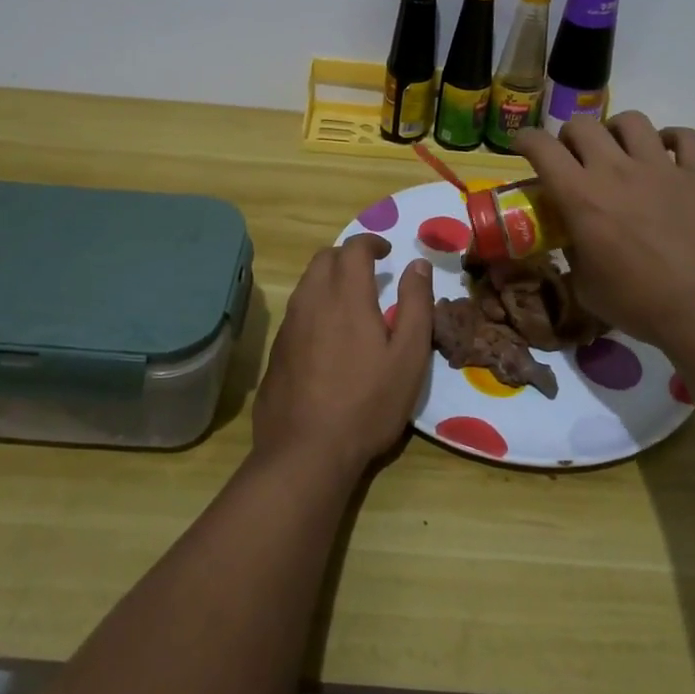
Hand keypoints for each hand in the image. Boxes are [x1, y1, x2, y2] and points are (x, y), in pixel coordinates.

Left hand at [252, 234, 433, 480]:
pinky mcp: (276, 349)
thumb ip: (416, 305)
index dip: (371, 242)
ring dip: (328, 279)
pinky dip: (314, 305)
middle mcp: (312, 300)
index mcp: (346, 295)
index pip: (353, 248)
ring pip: (307, 283)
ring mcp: (289, 325)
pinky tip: (327, 335)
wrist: (305, 451)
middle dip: (347, 256)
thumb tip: (417, 264)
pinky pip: (296, 310)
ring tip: (350, 301)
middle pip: (324, 258)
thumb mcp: (408, 356)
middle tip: (369, 272)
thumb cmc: (367, 403)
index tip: (386, 252)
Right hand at [514, 112, 694, 350]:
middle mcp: (616, 170)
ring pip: (632, 121)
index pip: (542, 148)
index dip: (526, 140)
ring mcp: (661, 168)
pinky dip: (671, 139)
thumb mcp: (586, 286)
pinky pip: (685, 137)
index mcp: (581, 196)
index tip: (523, 146)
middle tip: (574, 157)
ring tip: (619, 149)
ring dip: (616, 131)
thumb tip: (573, 241)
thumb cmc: (639, 304)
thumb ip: (573, 253)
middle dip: (570, 136)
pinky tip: (666, 153)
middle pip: (583, 125)